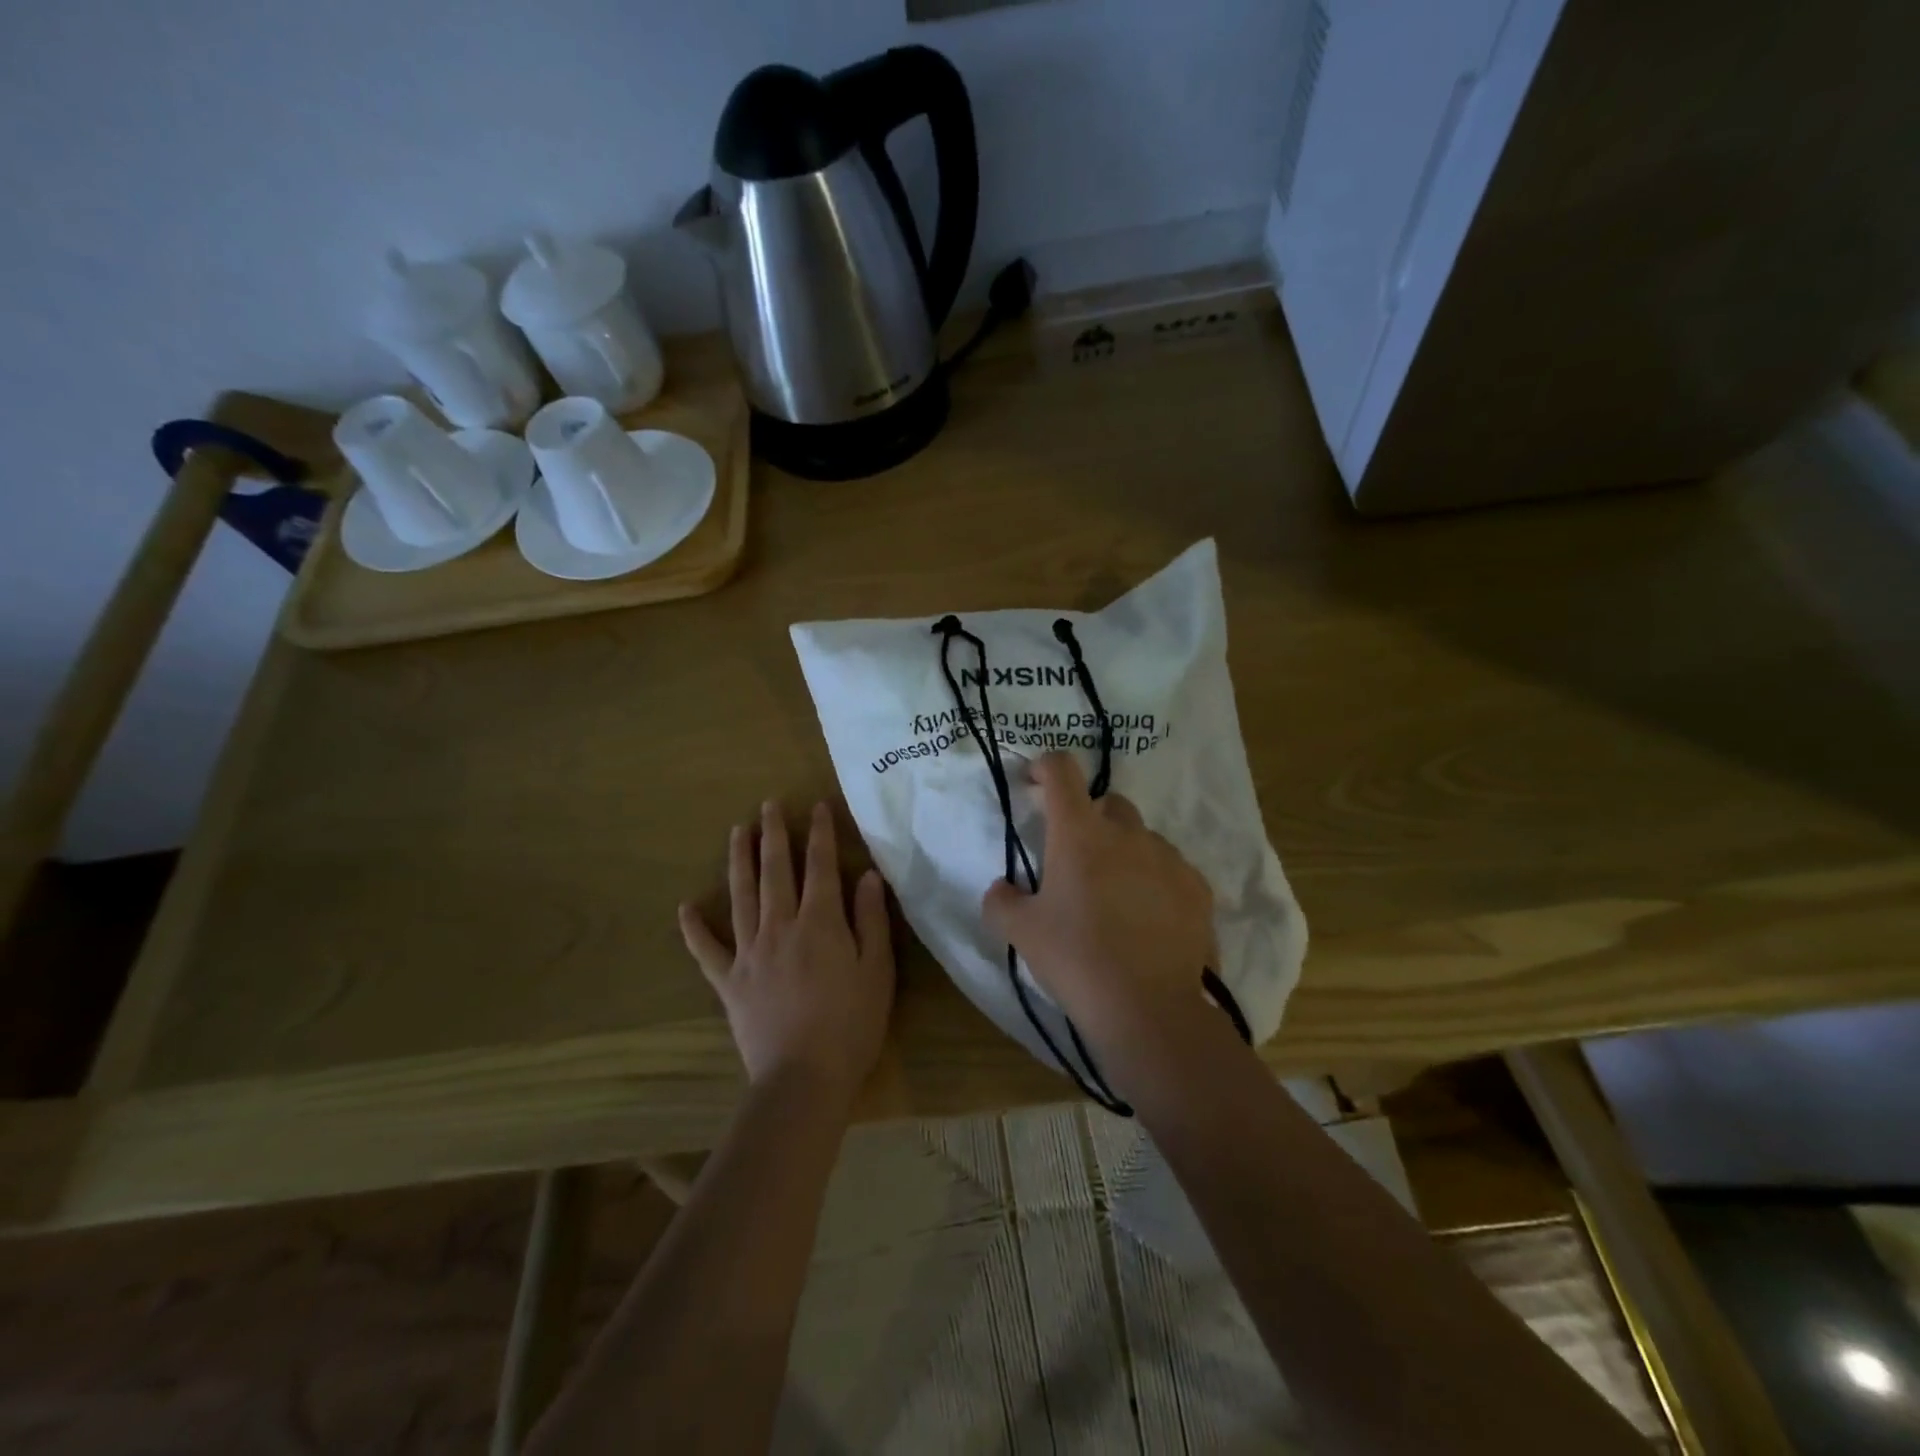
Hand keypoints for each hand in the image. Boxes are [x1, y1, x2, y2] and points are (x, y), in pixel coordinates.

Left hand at [679, 801, 895, 1101]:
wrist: (803, 1079)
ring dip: (738, 861)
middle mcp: (780, 927)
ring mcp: (749, 953)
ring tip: (736, 831)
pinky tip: (684, 908)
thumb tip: (867, 876)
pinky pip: (706, 951)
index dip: (819, 834)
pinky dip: (694, 929)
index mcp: (819, 923)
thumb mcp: (877, 970)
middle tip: (767, 805)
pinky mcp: (729, 982)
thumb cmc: (851, 1025)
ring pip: (741, 896)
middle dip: (773, 835)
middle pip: (775, 872)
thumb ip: (870, 920)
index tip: (816, 806)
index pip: (819, 866)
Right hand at [982, 753, 1215, 1050]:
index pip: (1062, 771)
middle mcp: (1127, 833)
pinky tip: (1149, 917)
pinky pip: (1171, 869)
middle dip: (1090, 818)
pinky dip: (1156, 880)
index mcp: (1079, 834)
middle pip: (1108, 803)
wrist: (1148, 1010)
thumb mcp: (1021, 933)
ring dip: (1124, 852)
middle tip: (1076, 859)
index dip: (1046, 766)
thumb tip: (1003, 889)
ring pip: (1142, 837)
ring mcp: (1168, 858)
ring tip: (1116, 897)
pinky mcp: (1197, 888)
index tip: (1036, 781)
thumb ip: (1002, 901)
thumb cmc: (1076, 960)